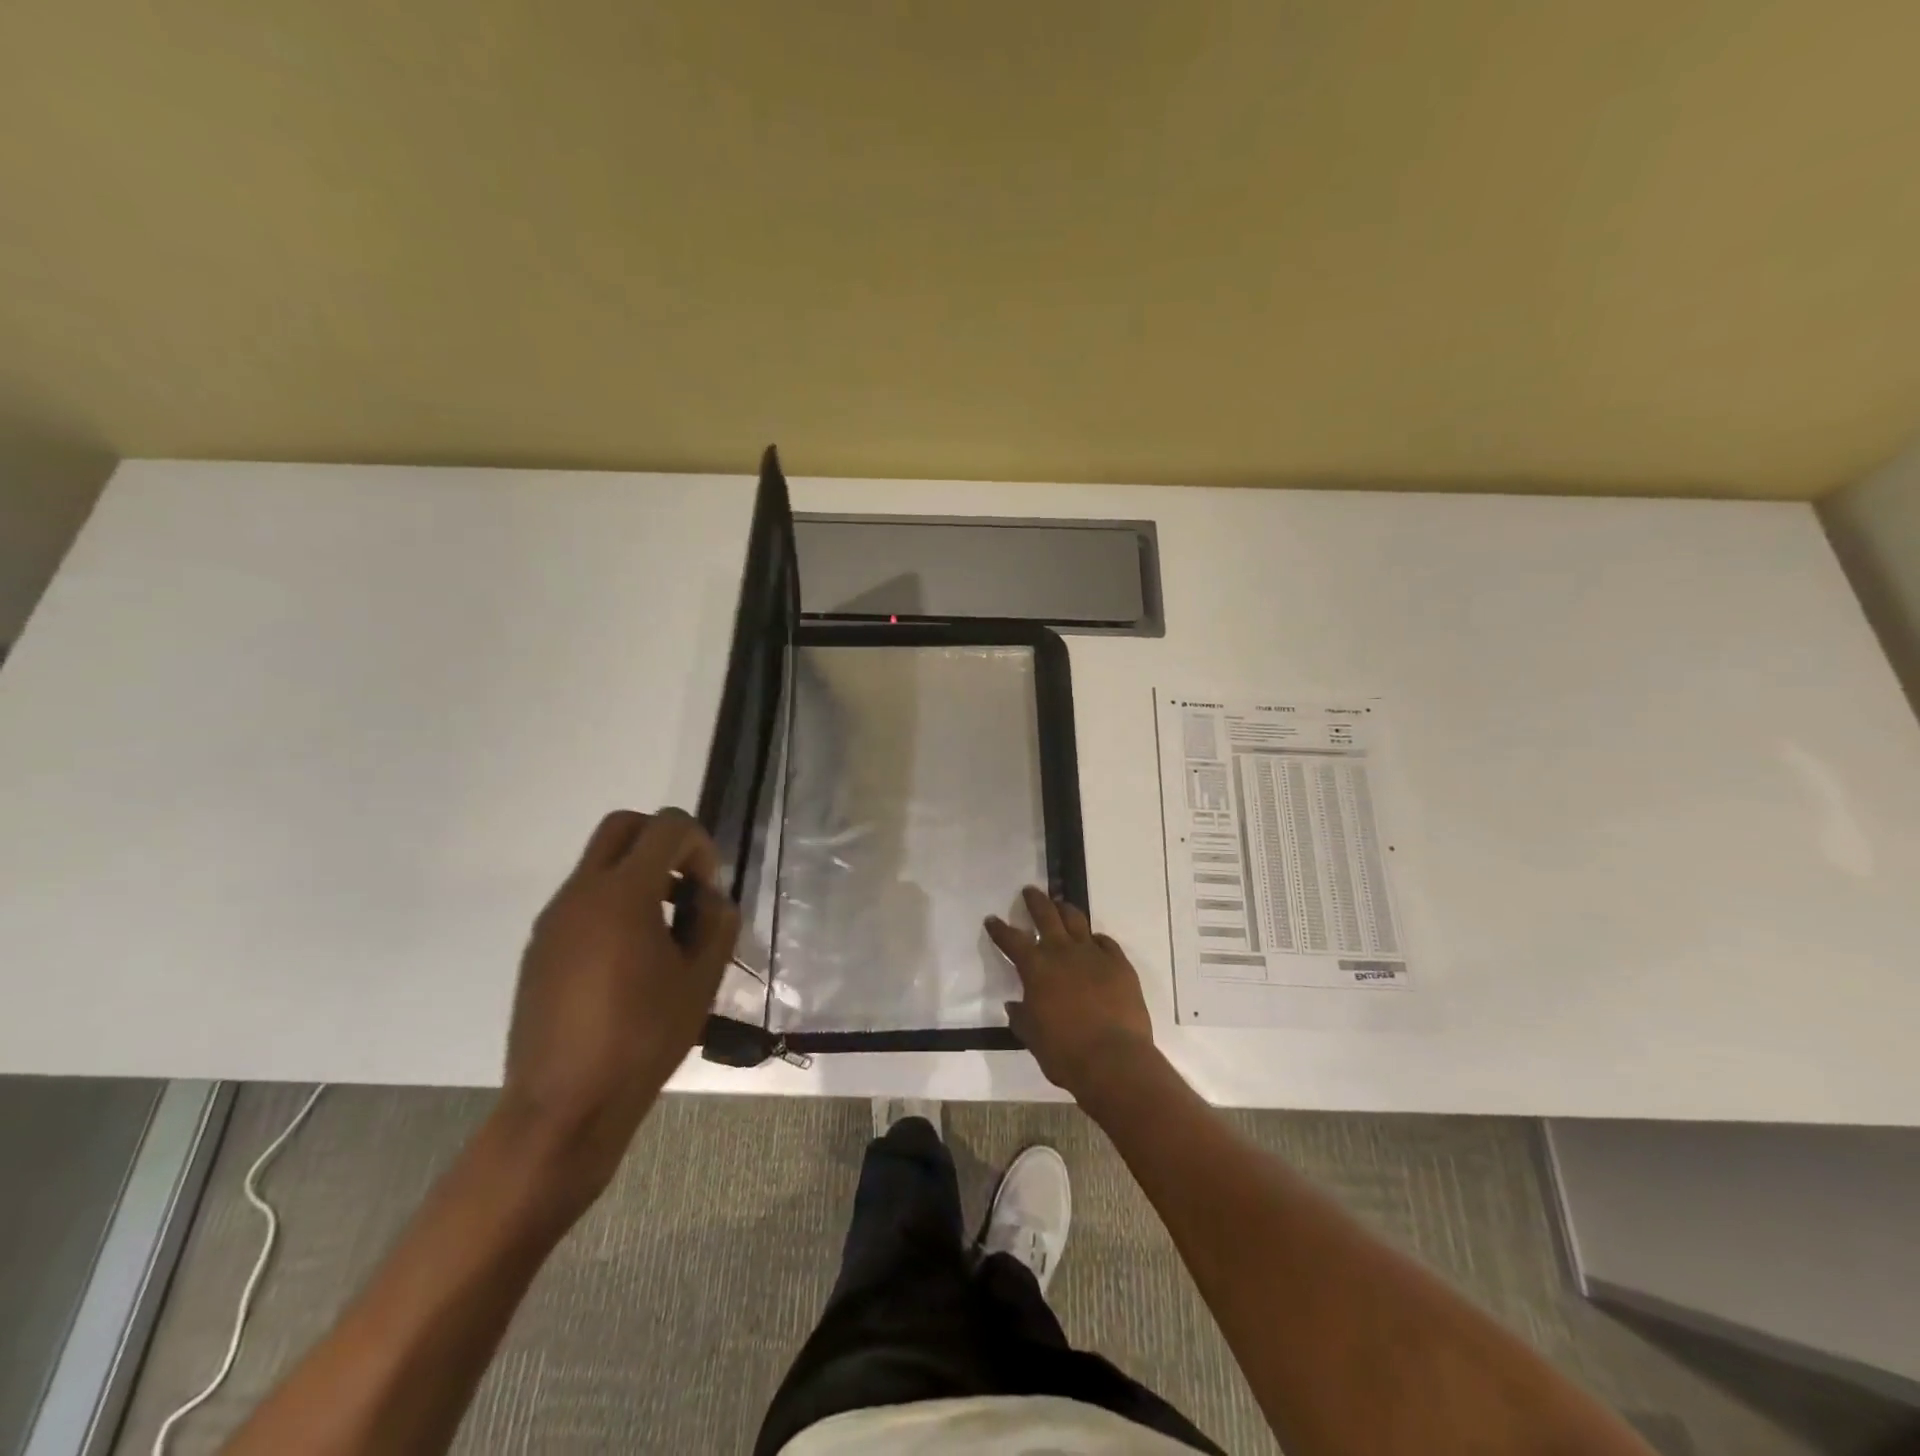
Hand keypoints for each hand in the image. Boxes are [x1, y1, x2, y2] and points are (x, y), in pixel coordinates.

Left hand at [498, 808, 739, 1205]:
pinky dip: (613, 904)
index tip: (709, 889)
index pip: (666, 827)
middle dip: (662, 841)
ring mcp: (553, 920)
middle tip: (686, 886)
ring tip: (665, 932)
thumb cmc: (643, 1039)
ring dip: (638, 875)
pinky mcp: (539, 948)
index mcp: (623, 894)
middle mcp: (580, 893)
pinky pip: (582, 900)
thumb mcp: (701, 979)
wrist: (563, 1107)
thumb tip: (711, 898)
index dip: (700, 845)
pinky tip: (630, 960)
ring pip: (599, 863)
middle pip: (622, 827)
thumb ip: (717, 923)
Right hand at [986, 886, 1155, 1101]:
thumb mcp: (1032, 1037)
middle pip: (1046, 915)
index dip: (999, 929)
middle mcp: (1062, 952)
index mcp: (1036, 968)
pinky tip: (1095, 941)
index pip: (1011, 940)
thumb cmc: (1064, 1052)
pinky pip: (1106, 942)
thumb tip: (1014, 1005)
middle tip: (1030, 891)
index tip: (992, 920)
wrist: (1114, 1060)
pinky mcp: (1119, 964)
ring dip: (1065, 910)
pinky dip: (1096, 939)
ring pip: (1077, 921)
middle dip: (1035, 901)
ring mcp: (1094, 955)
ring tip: (1061, 905)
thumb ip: (1021, 1017)